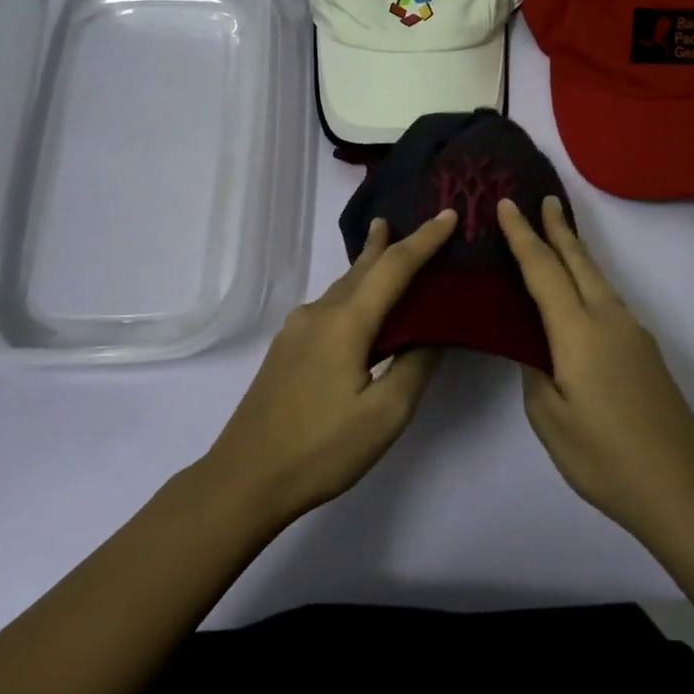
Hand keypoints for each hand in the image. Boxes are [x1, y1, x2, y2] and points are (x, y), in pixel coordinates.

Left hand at [202, 209, 458, 526]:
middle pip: (362, 268)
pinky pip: (330, 305)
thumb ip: (414, 365)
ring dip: (370, 266)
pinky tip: (360, 305)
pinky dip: (355, 292)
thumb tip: (434, 333)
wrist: (244, 478)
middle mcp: (318, 314)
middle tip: (415, 221)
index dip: (425, 240)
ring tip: (388, 246)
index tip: (449, 215)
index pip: (394, 267)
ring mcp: (296, 330)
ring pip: (343, 286)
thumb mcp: (384, 415)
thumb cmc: (321, 450)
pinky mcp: (287, 348)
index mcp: (345, 322)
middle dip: (389, 242)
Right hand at [497, 196, 693, 540]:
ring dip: (575, 253)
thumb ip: (535, 373)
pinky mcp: (646, 352)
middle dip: (558, 228)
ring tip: (557, 236)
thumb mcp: (550, 420)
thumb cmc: (605, 457)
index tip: (507, 204)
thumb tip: (536, 348)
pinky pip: (608, 301)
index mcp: (579, 332)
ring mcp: (633, 334)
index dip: (522, 235)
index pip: (543, 270)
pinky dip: (588, 282)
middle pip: (579, 261)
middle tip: (543, 199)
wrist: (683, 488)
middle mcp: (609, 320)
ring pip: (598, 279)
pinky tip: (579, 296)